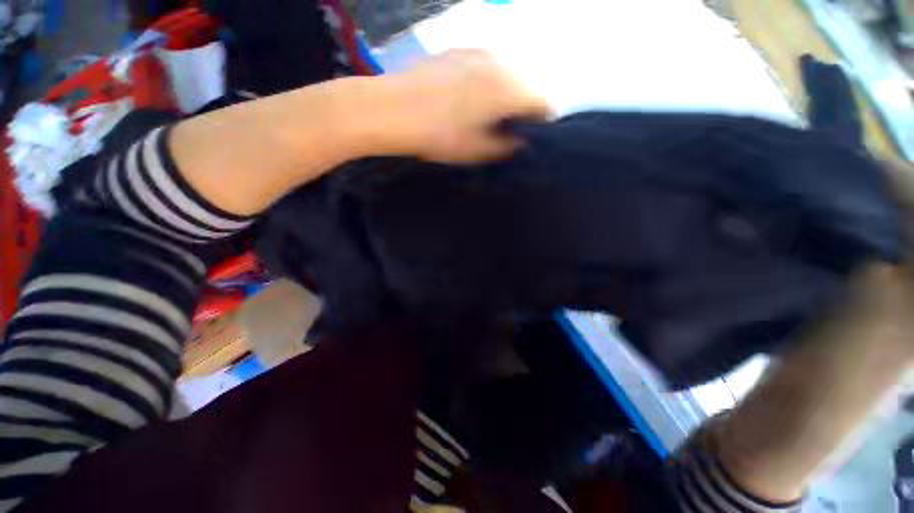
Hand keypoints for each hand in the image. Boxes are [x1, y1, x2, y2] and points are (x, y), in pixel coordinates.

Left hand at [378, 49, 551, 162]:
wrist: (394, 109)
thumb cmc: (441, 135)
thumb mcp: (479, 150)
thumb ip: (508, 146)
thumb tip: (522, 141)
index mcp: (510, 89)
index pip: (542, 104)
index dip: (540, 125)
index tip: (529, 140)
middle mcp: (500, 62)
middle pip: (524, 87)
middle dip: (521, 110)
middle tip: (506, 131)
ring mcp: (477, 52)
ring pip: (504, 76)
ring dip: (502, 96)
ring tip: (485, 117)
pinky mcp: (457, 50)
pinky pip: (483, 68)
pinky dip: (484, 84)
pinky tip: (466, 100)